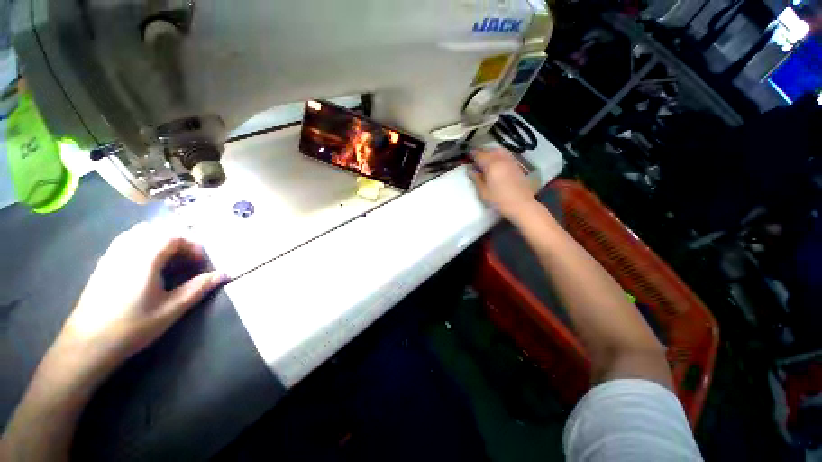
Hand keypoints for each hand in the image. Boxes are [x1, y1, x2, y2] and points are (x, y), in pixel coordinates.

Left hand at [56, 222, 225, 378]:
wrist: (87, 344)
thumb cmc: (132, 326)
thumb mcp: (171, 309)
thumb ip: (198, 288)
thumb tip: (223, 274)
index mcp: (145, 258)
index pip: (175, 236)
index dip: (194, 247)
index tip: (202, 265)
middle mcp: (127, 249)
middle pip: (158, 230)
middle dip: (178, 242)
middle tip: (187, 262)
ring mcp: (111, 255)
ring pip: (140, 233)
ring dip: (160, 242)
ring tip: (169, 263)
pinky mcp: (103, 263)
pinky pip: (126, 241)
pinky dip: (143, 245)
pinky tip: (147, 267)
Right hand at [468, 148, 536, 220]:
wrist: (521, 205)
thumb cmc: (499, 200)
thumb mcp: (483, 191)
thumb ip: (476, 178)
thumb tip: (470, 170)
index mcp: (491, 164)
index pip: (479, 154)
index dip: (472, 154)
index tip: (466, 156)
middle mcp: (501, 159)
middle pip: (489, 150)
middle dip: (481, 153)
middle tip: (474, 159)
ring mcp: (510, 161)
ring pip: (498, 151)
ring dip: (490, 153)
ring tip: (485, 161)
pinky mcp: (516, 166)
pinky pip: (505, 156)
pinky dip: (498, 156)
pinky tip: (496, 164)